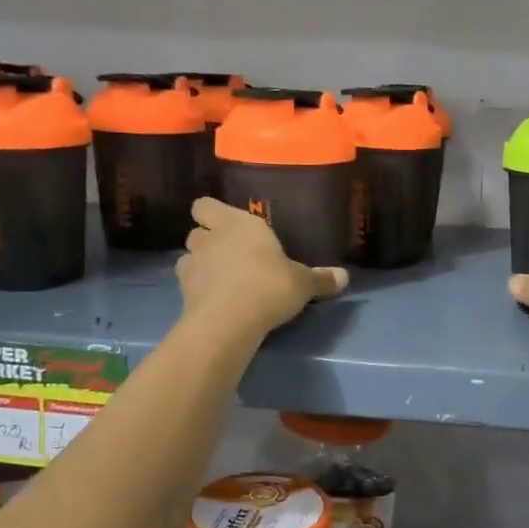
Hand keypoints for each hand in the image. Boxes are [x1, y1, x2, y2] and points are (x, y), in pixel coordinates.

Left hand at [178, 198, 347, 334]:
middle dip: (209, 240)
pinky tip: (215, 300)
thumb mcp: (303, 283)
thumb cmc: (269, 286)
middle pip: (197, 231)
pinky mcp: (183, 293)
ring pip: (188, 257)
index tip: (227, 224)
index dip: (212, 213)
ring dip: (201, 265)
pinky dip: (198, 289)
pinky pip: (188, 284)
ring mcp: (192, 266)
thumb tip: (345, 277)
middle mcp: (211, 238)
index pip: (206, 205)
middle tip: (230, 254)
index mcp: (238, 224)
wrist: (229, 322)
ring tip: (221, 279)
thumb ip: (321, 279)